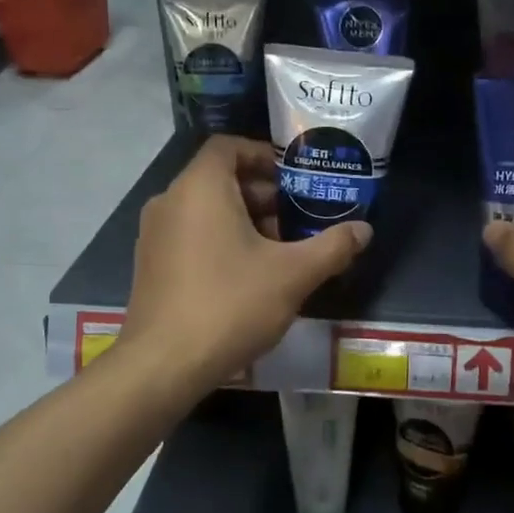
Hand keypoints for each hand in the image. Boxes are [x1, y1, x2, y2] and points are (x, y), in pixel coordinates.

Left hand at [123, 136, 370, 387]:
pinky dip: (220, 240)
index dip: (264, 155)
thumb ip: (332, 246)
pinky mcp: (150, 265)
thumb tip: (364, 230)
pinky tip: (248, 276)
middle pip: (220, 179)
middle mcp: (170, 201)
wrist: (162, 366)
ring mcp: (155, 235)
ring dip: (244, 220)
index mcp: (200, 188)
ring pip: (206, 210)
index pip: (229, 146)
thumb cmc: (230, 305)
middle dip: (263, 194)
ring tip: (281, 250)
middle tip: (298, 218)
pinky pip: (190, 235)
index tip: (295, 178)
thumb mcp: (293, 275)